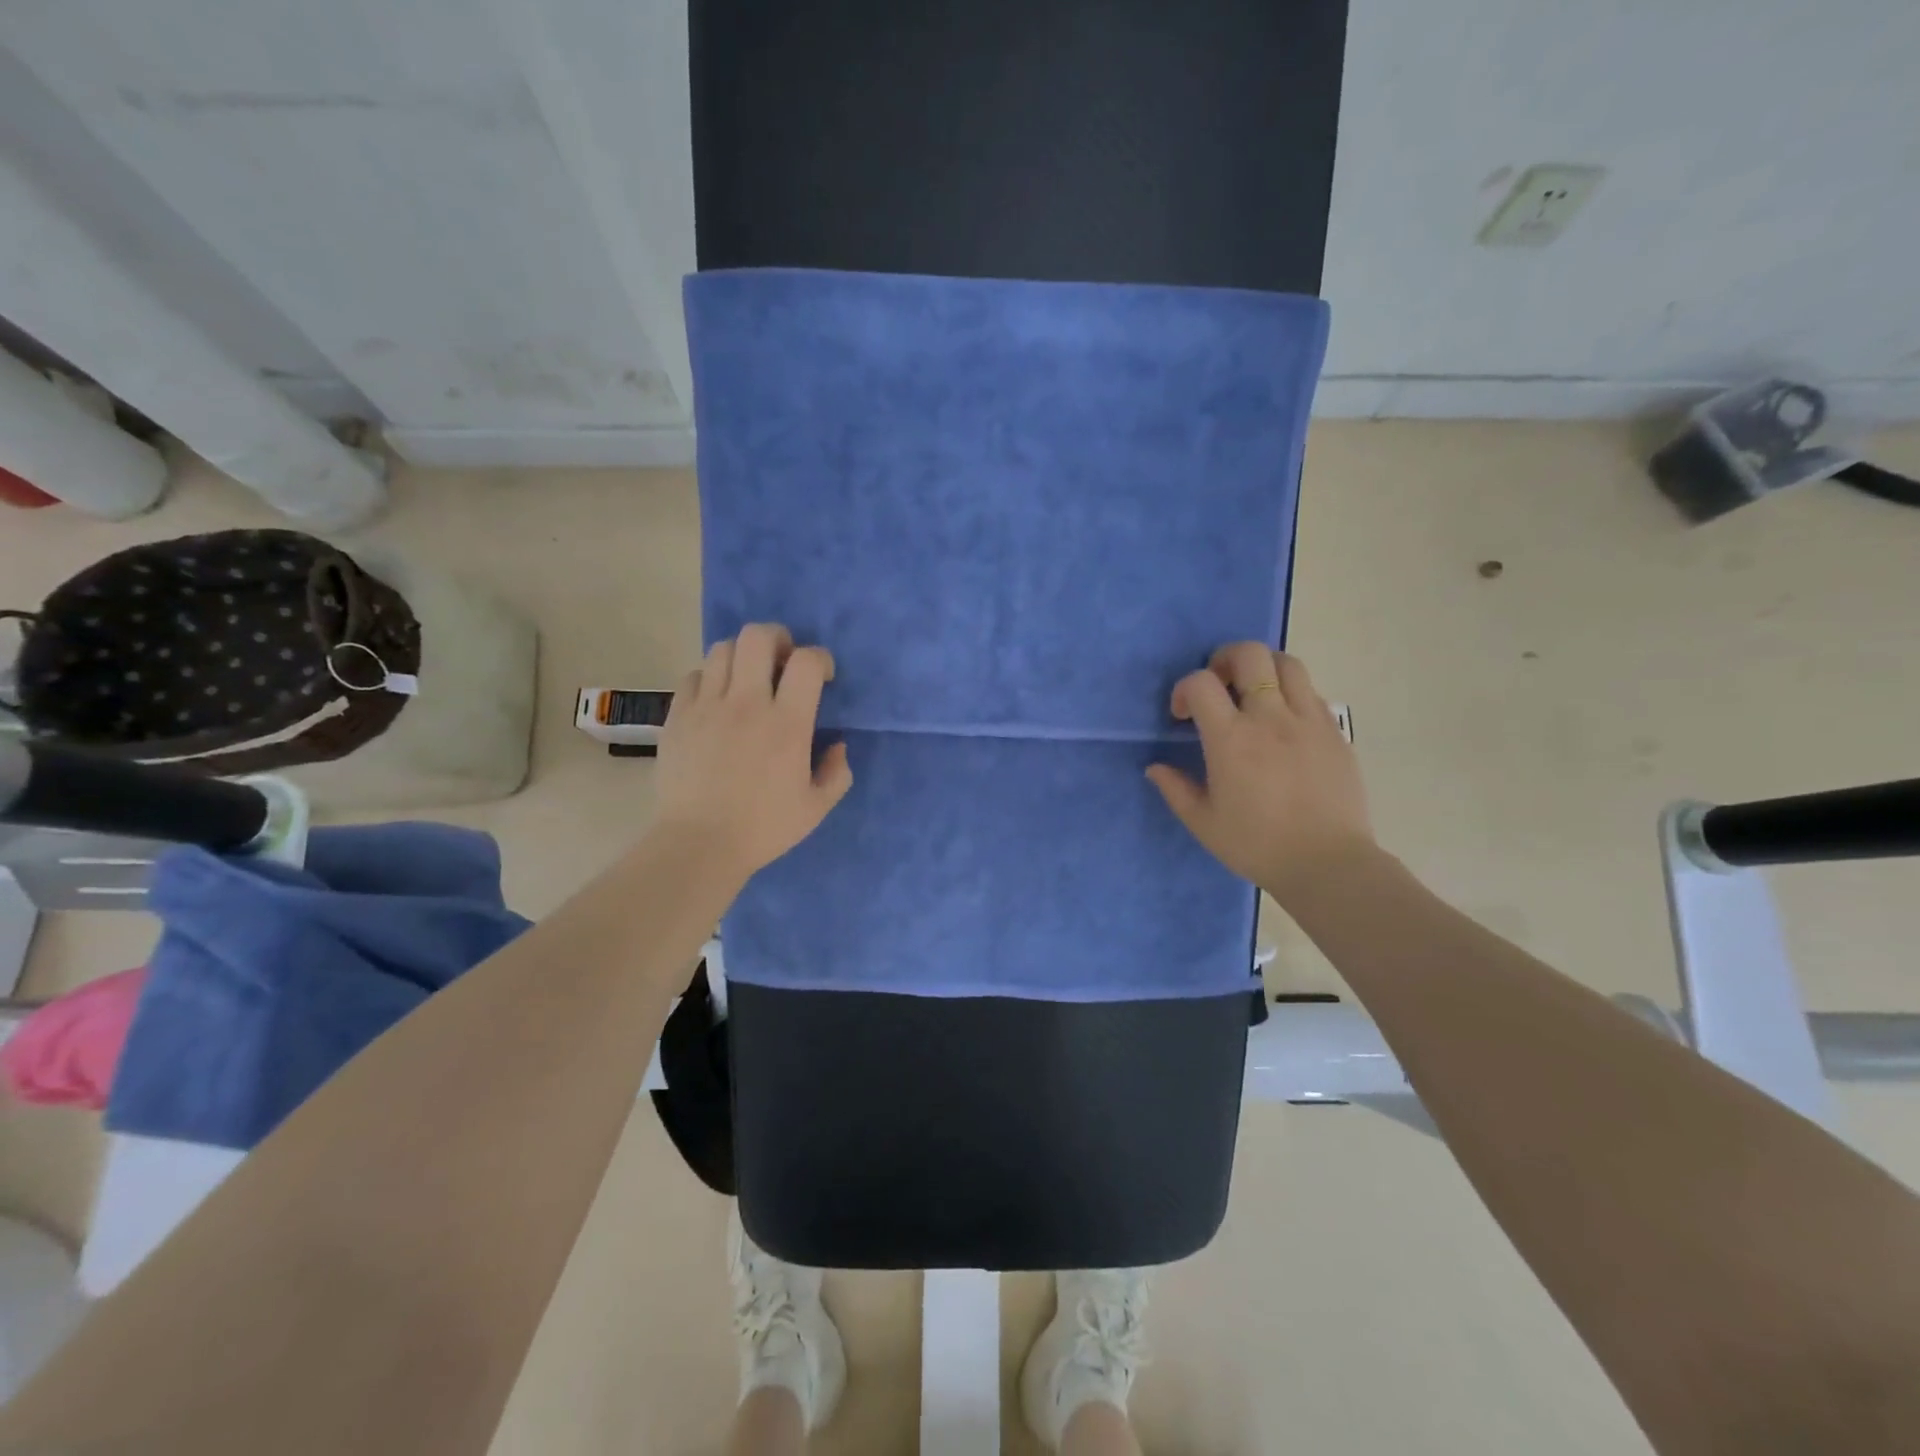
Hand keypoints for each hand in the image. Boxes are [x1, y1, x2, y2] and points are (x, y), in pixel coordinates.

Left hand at [654, 623, 852, 878]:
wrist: (698, 844)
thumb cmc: (763, 828)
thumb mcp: (816, 807)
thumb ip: (836, 773)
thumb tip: (836, 746)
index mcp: (786, 723)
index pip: (806, 661)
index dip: (820, 658)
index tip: (822, 678)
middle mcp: (747, 703)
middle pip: (758, 636)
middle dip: (777, 638)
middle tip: (782, 662)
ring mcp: (707, 706)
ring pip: (722, 649)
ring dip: (742, 656)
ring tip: (747, 680)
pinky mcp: (678, 716)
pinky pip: (693, 676)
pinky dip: (709, 679)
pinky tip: (716, 701)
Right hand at [1146, 644, 1375, 902]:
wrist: (1328, 864)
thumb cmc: (1257, 845)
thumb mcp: (1203, 823)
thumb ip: (1176, 789)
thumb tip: (1155, 768)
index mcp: (1231, 739)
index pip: (1201, 683)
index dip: (1184, 690)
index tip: (1182, 716)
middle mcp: (1270, 718)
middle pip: (1249, 654)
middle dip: (1225, 658)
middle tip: (1219, 684)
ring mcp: (1308, 720)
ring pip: (1287, 664)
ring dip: (1263, 668)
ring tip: (1254, 693)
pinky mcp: (1335, 732)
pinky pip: (1312, 693)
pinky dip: (1291, 694)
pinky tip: (1284, 723)